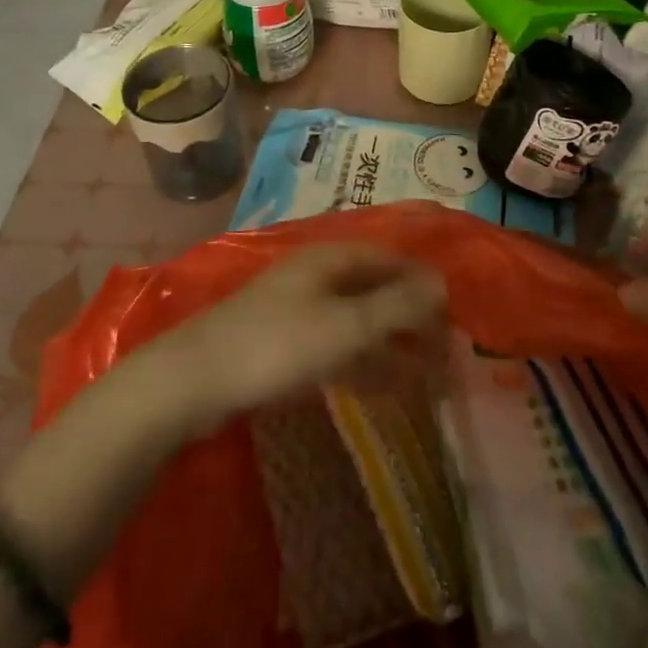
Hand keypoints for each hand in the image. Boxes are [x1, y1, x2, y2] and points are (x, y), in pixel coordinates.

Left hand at [141, 246, 447, 433]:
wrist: (194, 382)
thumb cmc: (277, 345)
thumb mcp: (345, 326)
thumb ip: (396, 306)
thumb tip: (443, 284)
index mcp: (330, 259)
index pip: (389, 260)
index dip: (422, 283)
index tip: (453, 314)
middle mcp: (316, 277)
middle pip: (375, 291)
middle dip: (410, 318)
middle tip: (444, 351)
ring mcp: (298, 311)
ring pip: (357, 322)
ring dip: (391, 345)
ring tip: (426, 376)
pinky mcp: (284, 345)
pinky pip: (337, 348)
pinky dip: (364, 363)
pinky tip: (385, 387)